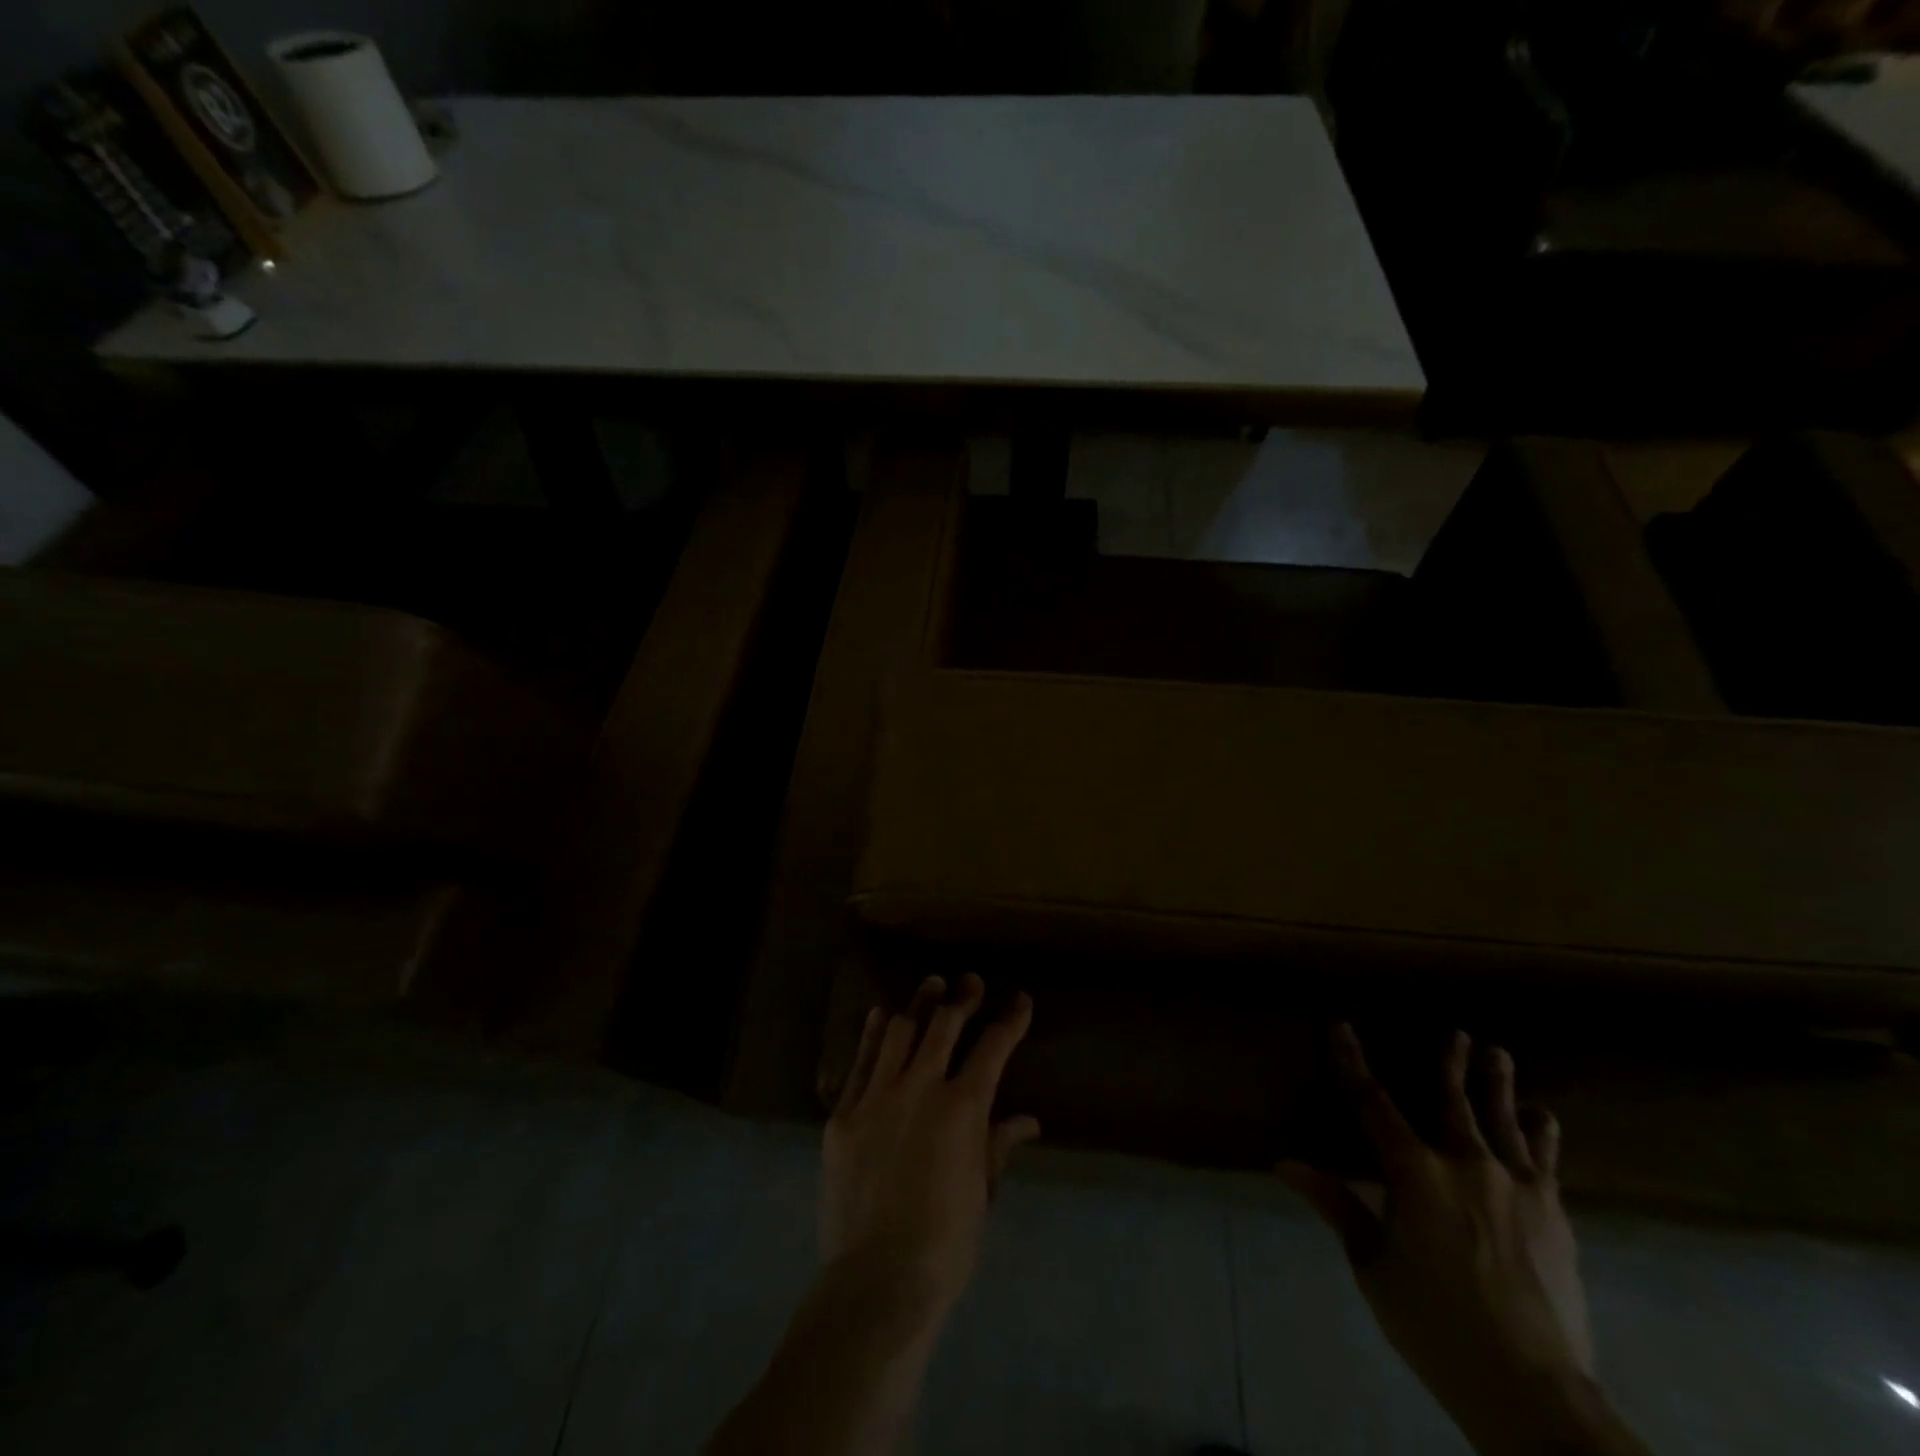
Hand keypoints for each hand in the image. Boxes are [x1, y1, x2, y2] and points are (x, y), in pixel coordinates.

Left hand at [820, 973, 1039, 1315]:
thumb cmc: (945, 1244)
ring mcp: (878, 1096)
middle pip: (944, 1025)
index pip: (993, 1047)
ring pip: (900, 1031)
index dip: (1010, 1019)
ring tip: (930, 989)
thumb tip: (1027, 1121)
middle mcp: (921, 1088)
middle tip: (970, 982)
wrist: (877, 1279)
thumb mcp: (982, 1193)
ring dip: (919, 1006)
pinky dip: (873, 1034)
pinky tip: (881, 1015)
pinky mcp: (844, 1113)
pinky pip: (860, 1061)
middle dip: (962, 998)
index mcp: (963, 1108)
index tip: (1020, 999)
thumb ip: (999, 1146)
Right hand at [1281, 1027, 1643, 1455]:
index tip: (1342, 1027)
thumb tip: (1284, 1163)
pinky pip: (1546, 1161)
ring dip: (1499, 1087)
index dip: (1353, 1062)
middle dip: (1451, 1064)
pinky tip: (1545, 1118)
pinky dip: (1542, 1135)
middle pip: (1452, 1101)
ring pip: (1504, 1122)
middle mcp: (1465, 1165)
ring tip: (1499, 1055)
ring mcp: (1516, 1187)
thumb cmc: (1436, 1323)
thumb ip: (1335, 1205)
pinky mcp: (1553, 1215)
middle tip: (1458, 1033)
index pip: (1373, 1103)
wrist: (1531, 1389)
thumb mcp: (1372, 1265)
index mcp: (1414, 1173)